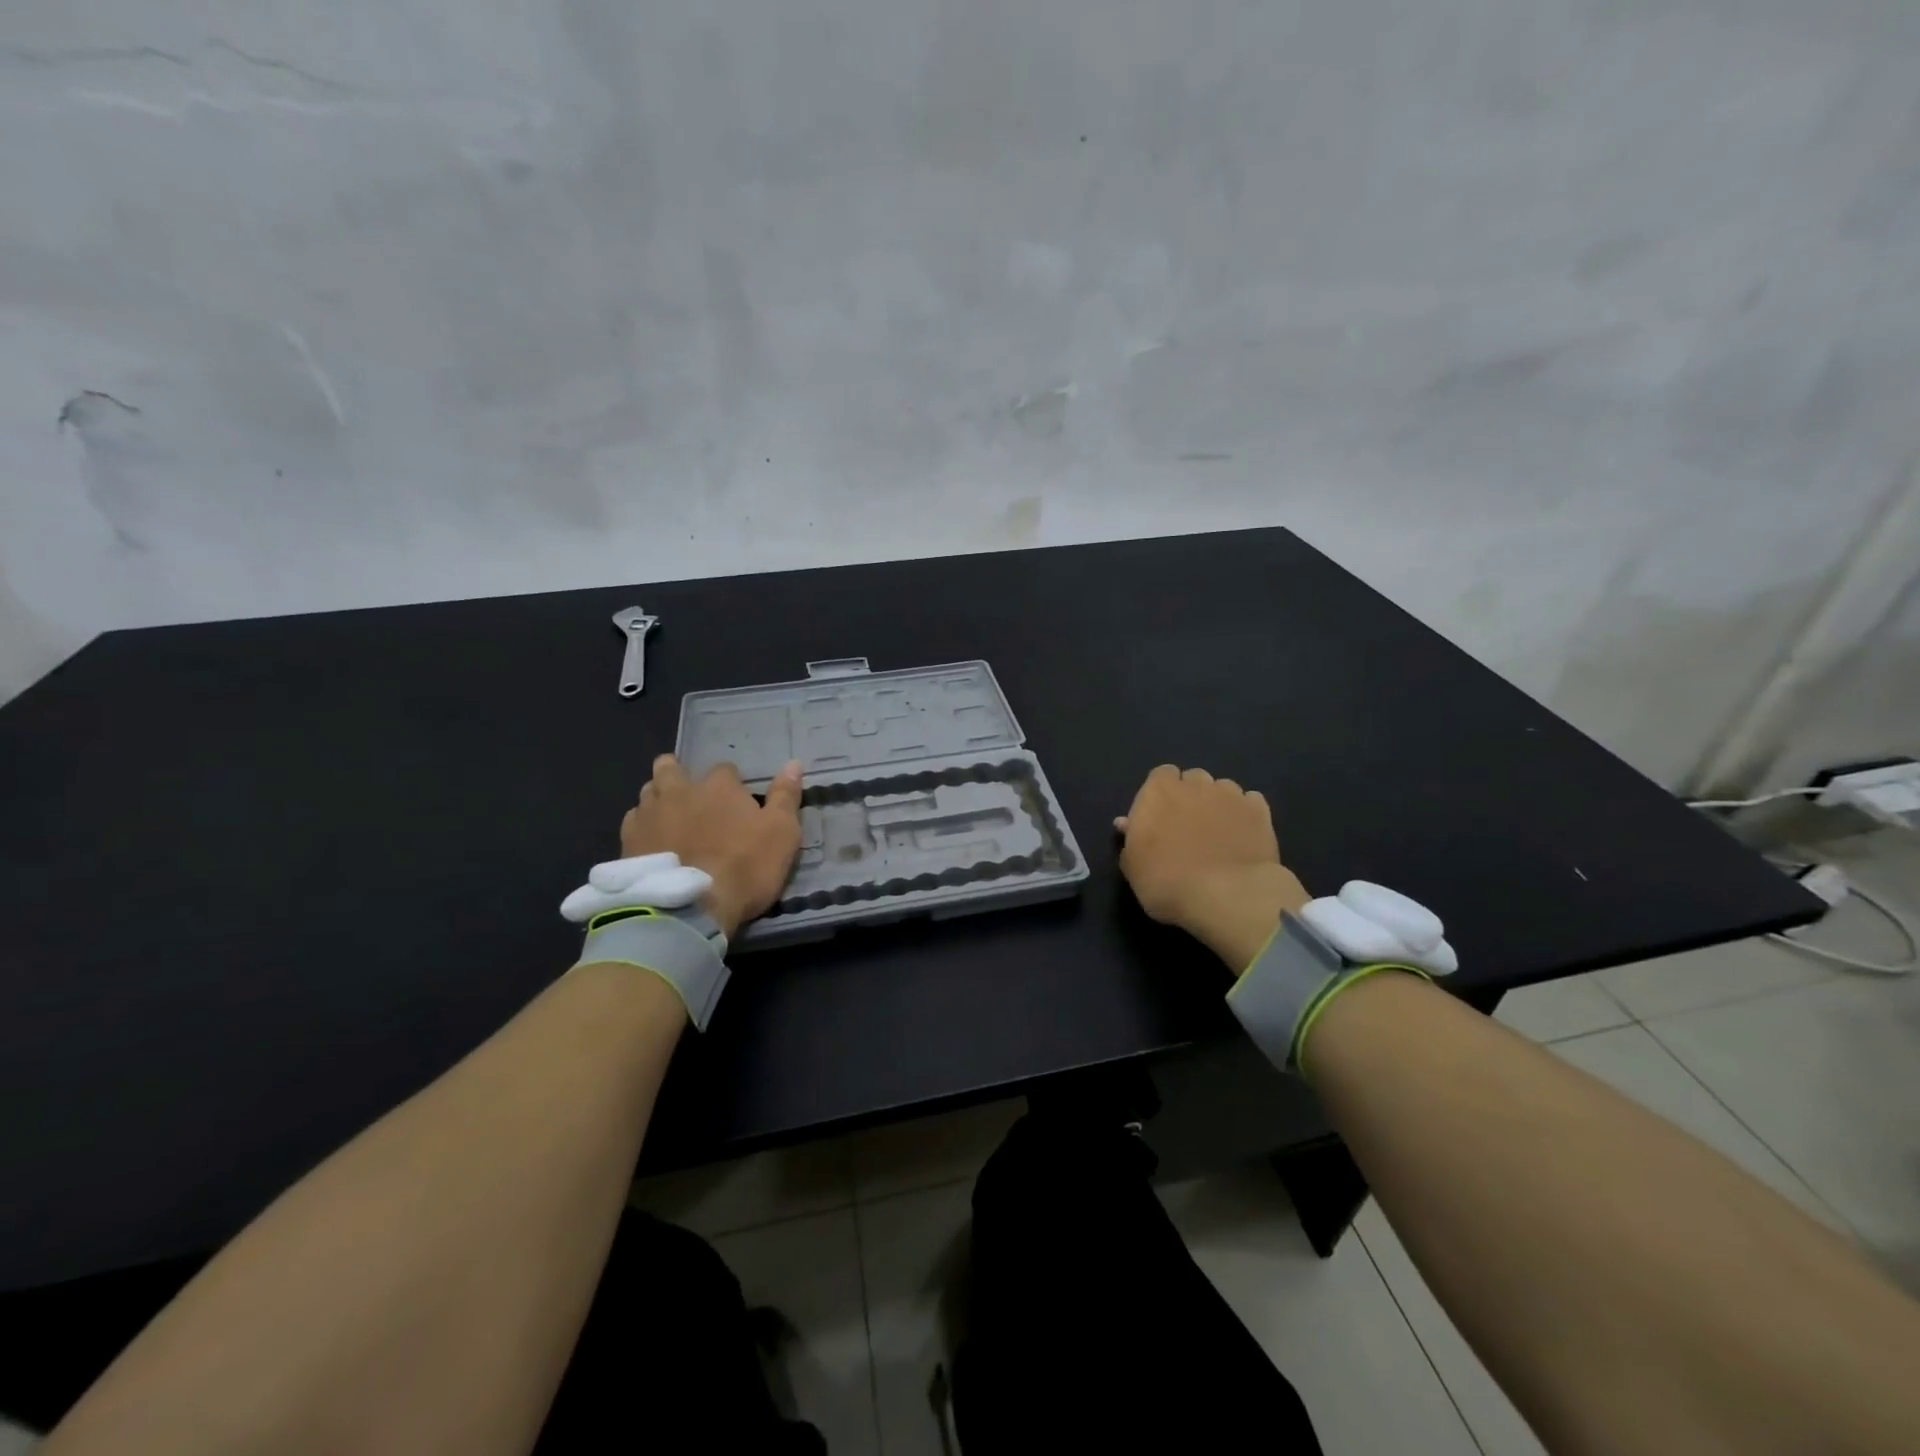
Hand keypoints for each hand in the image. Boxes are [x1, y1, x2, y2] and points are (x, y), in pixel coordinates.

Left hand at [620, 755, 804, 939]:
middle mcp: (679, 790)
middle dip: (680, 775)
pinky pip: (633, 822)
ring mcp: (648, 814)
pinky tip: (651, 843)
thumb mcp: (782, 833)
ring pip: (648, 792)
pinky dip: (643, 827)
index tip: (738, 804)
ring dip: (659, 798)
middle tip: (692, 798)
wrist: (689, 909)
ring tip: (670, 818)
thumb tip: (794, 763)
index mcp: (718, 785)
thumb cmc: (745, 867)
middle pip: (671, 768)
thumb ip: (786, 796)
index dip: (732, 785)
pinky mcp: (627, 842)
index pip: (725, 770)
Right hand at [1116, 764, 1310, 972]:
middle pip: (1192, 778)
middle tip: (1189, 827)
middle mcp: (1195, 784)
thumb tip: (1126, 824)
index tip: (1160, 818)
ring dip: (1219, 803)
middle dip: (1191, 795)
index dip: (1161, 794)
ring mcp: (1231, 795)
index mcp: (1158, 792)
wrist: (1227, 896)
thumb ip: (1130, 841)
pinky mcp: (1260, 811)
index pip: (1160, 775)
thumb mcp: (1133, 869)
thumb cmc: (1167, 882)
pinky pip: (1251, 802)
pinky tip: (1244, 836)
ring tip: (1219, 833)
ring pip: (1223, 788)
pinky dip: (1246, 814)